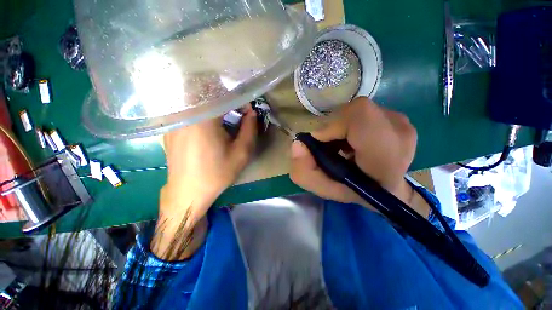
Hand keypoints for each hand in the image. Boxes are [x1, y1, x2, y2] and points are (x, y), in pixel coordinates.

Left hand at [152, 105, 257, 259]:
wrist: (188, 191)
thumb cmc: (217, 173)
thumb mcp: (241, 153)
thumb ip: (249, 129)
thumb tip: (251, 113)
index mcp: (203, 119)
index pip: (222, 95)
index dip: (238, 100)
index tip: (246, 110)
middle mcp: (185, 114)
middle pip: (204, 91)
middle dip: (223, 97)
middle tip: (234, 110)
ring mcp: (174, 121)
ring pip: (193, 99)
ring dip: (211, 103)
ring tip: (222, 117)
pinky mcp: (170, 128)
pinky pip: (186, 110)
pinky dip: (199, 111)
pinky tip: (206, 126)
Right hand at [290, 97, 428, 216]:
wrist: (389, 189)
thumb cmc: (356, 192)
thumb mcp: (324, 188)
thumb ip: (304, 172)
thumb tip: (298, 144)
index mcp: (386, 156)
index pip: (360, 115)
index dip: (333, 125)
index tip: (323, 142)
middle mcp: (400, 133)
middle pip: (355, 110)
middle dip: (334, 126)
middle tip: (333, 146)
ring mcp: (402, 122)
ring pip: (358, 109)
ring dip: (342, 125)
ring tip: (344, 144)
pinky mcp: (399, 117)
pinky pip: (365, 111)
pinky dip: (352, 123)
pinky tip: (354, 139)